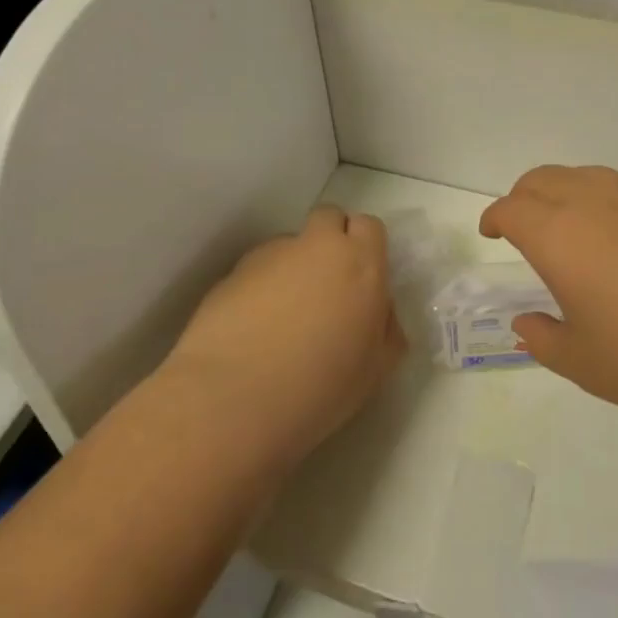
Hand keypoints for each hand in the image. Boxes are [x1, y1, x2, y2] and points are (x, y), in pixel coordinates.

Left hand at [166, 206, 405, 474]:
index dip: (365, 247)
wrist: (233, 399)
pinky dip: (260, 287)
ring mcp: (271, 254)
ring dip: (293, 266)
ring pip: (290, 244)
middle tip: (327, 287)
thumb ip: (385, 328)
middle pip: (328, 218)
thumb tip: (379, 311)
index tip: (361, 280)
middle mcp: (316, 246)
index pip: (369, 226)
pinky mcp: (232, 271)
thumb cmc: (319, 387)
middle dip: (330, 241)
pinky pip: (257, 268)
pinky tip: (253, 328)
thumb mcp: (375, 369)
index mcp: (360, 263)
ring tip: (282, 317)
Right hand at [480, 166, 617, 438]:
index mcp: (559, 235)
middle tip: (524, 226)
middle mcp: (596, 202)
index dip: (495, 218)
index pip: (511, 208)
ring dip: (565, 192)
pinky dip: (608, 203)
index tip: (492, 233)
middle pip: (543, 179)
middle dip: (523, 197)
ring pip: (587, 176)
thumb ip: (543, 338)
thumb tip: (527, 323)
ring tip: (572, 227)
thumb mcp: (583, 362)